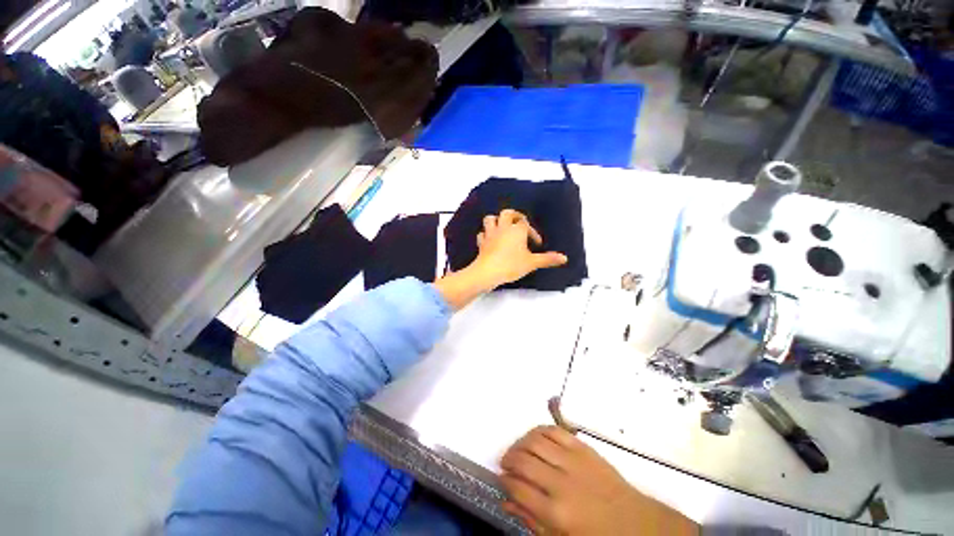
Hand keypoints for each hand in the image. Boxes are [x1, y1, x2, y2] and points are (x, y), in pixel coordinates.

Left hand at [434, 209, 566, 310]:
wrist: (488, 272)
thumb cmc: (511, 265)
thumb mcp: (532, 263)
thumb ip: (547, 259)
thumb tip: (564, 258)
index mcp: (517, 230)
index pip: (526, 224)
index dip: (533, 232)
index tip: (537, 244)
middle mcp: (503, 228)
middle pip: (507, 213)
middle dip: (515, 216)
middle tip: (520, 224)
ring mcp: (490, 234)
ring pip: (490, 219)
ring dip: (496, 221)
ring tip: (503, 228)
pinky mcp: (481, 243)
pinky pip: (482, 234)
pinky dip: (486, 235)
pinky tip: (490, 240)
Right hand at [500, 426, 697, 535]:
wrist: (634, 522)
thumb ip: (531, 521)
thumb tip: (505, 502)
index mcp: (556, 513)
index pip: (517, 489)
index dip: (505, 482)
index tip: (502, 480)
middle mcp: (561, 483)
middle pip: (523, 461)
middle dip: (508, 459)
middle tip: (506, 463)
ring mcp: (572, 460)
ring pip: (535, 440)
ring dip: (520, 443)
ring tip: (517, 450)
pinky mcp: (582, 446)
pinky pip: (553, 430)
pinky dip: (538, 431)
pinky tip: (533, 438)